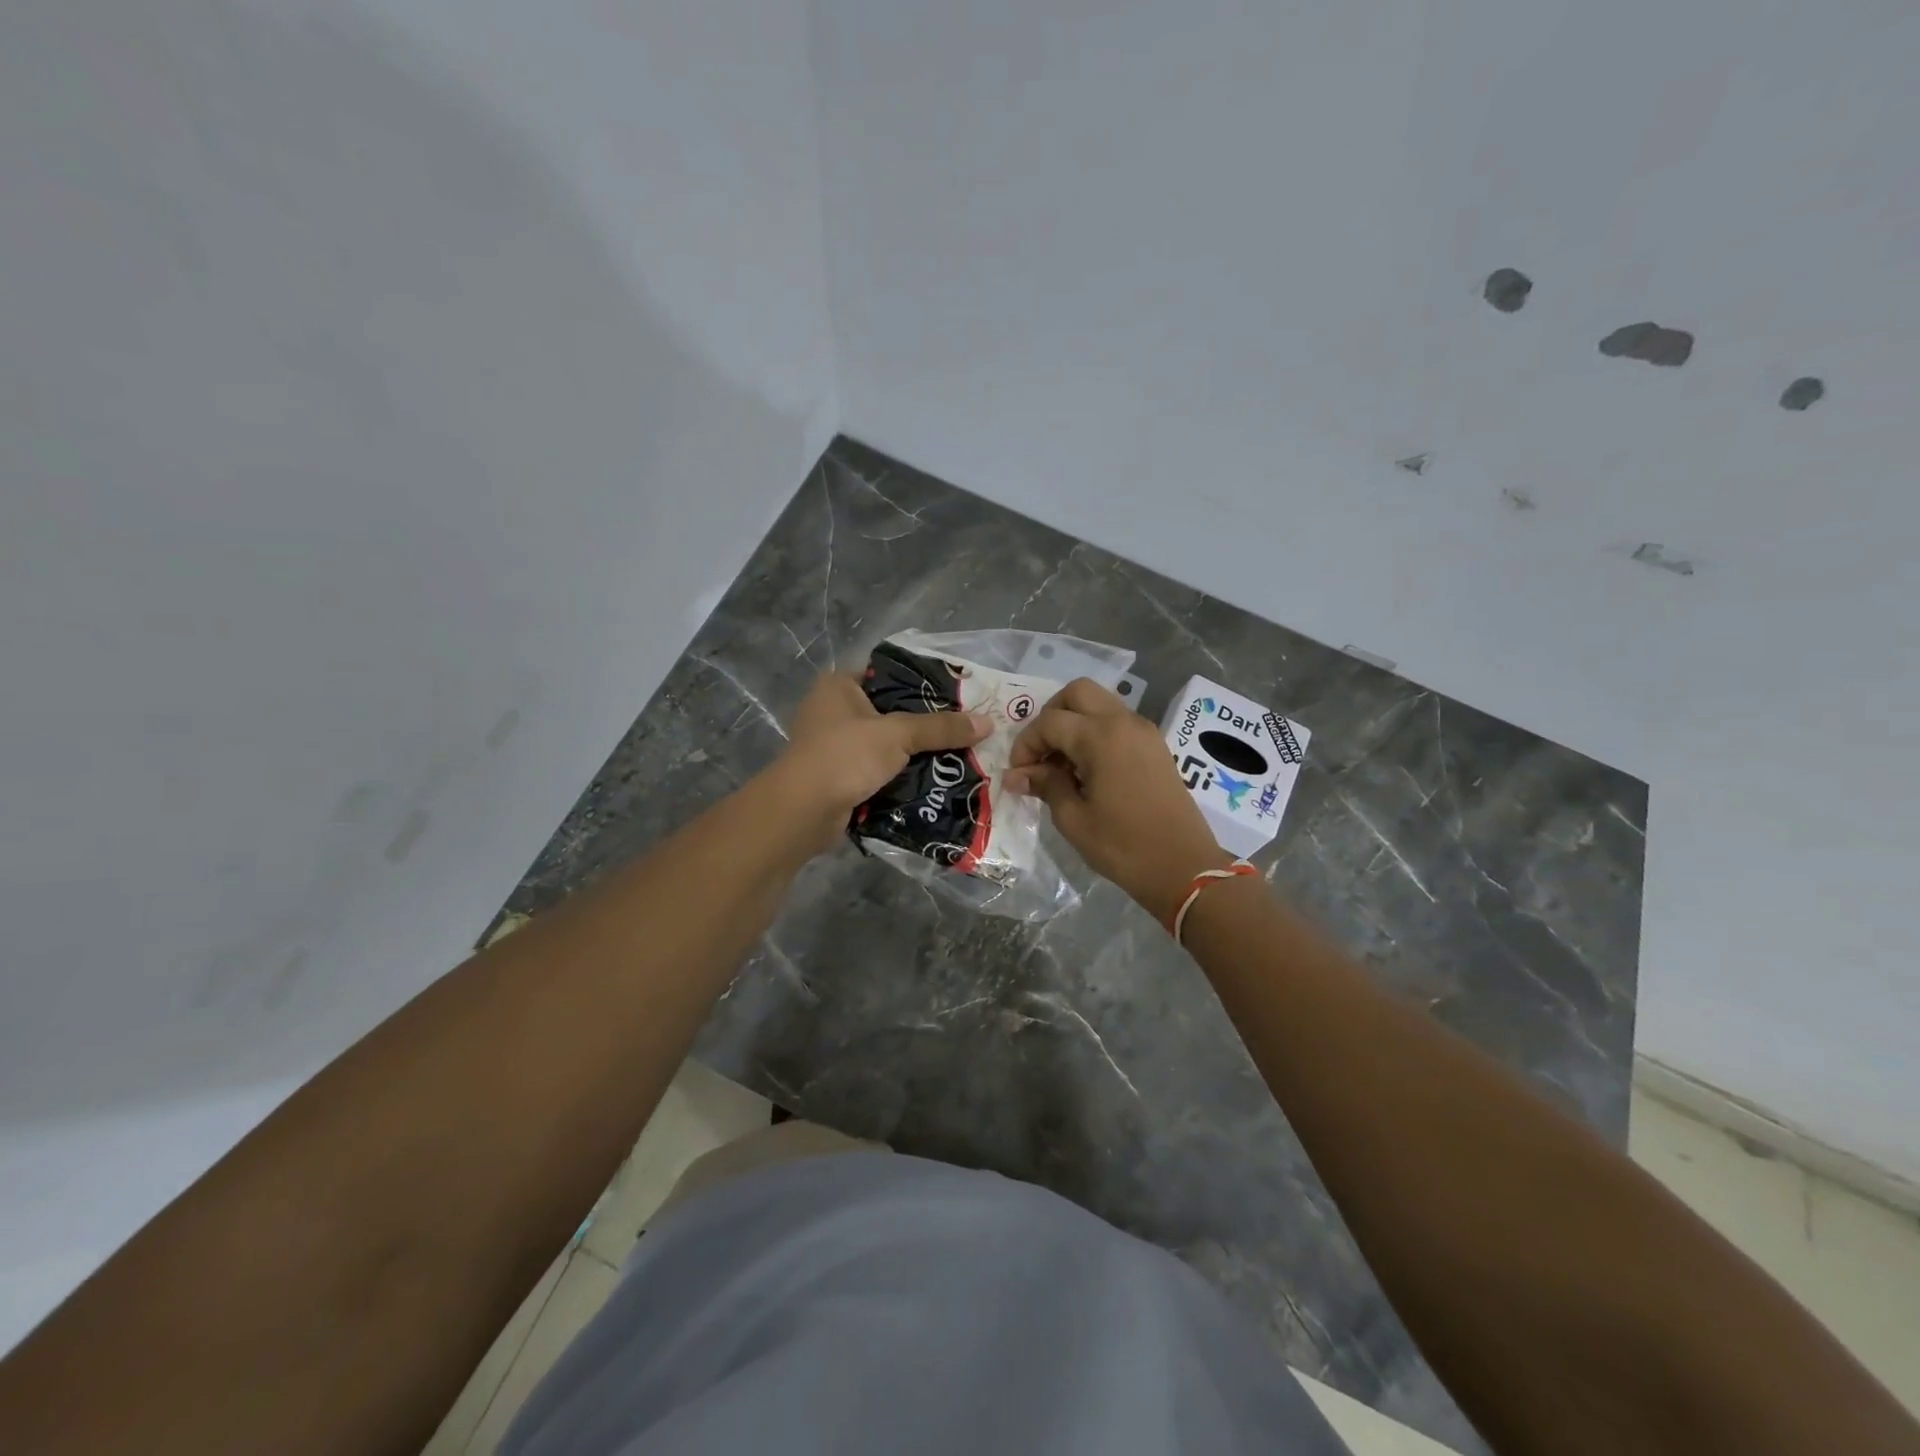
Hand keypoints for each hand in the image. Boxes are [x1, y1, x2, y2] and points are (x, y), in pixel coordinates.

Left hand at [764, 672, 989, 852]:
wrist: (802, 812)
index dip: (922, 684)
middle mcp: (832, 710)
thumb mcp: (898, 735)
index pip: (888, 674)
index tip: (958, 696)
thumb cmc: (845, 756)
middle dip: (924, 725)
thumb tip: (988, 723)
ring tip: (956, 756)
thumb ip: (941, 728)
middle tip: (963, 729)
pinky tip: (932, 781)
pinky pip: (877, 771)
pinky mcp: (838, 777)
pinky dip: (899, 776)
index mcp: (839, 686)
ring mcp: (833, 746)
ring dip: (913, 754)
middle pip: (890, 711)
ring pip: (885, 744)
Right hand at [1005, 678, 1230, 924]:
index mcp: (1101, 736)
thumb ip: (1045, 786)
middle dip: (1050, 716)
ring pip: (1099, 704)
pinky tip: (1086, 769)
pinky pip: (1117, 722)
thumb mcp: (1073, 819)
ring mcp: (1144, 731)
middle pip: (1077, 693)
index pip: (1050, 722)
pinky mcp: (1155, 746)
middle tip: (1041, 753)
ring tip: (1061, 764)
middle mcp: (1124, 722)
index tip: (1018, 773)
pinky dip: (1095, 732)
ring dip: (1074, 722)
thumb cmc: (1123, 846)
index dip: (1026, 744)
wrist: (1185, 868)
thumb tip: (1016, 775)